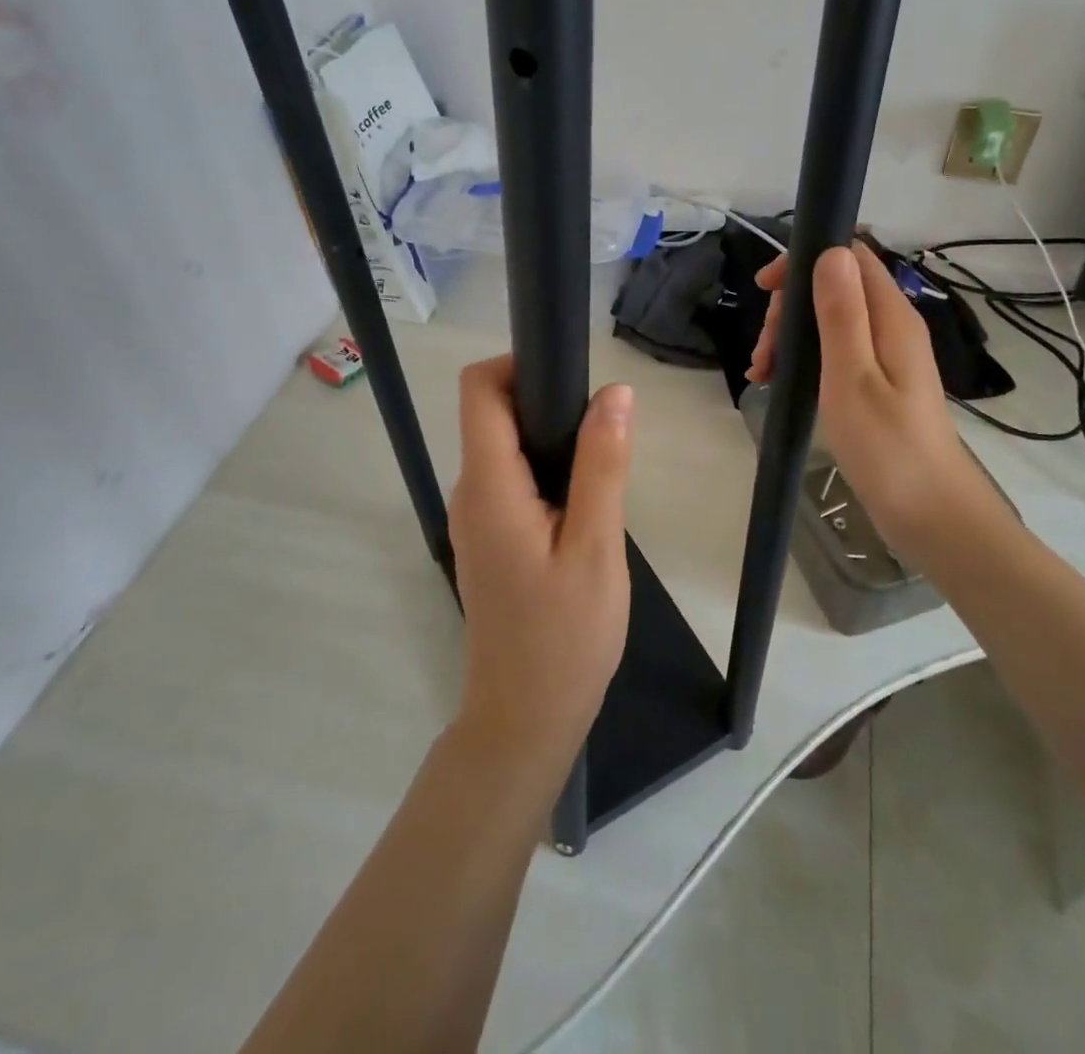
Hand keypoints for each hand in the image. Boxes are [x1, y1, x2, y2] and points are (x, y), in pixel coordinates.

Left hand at [447, 357, 632, 781]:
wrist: (526, 719)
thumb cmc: (565, 636)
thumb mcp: (596, 547)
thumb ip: (603, 465)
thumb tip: (615, 393)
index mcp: (488, 487)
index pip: (479, 391)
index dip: (518, 365)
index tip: (571, 376)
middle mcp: (470, 493)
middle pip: (492, 415)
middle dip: (545, 402)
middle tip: (605, 429)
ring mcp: (475, 519)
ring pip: (505, 448)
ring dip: (550, 440)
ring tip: (603, 465)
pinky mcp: (488, 539)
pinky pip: (511, 481)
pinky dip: (545, 471)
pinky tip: (584, 503)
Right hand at [746, 243, 1018, 564]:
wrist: (929, 513)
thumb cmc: (887, 447)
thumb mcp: (852, 377)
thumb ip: (842, 314)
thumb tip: (831, 252)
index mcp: (892, 317)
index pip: (851, 256)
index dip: (805, 260)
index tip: (765, 289)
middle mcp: (891, 327)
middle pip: (835, 288)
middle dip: (789, 309)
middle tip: (764, 352)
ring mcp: (885, 356)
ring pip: (829, 321)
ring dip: (790, 337)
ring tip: (762, 373)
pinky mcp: (876, 383)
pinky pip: (834, 352)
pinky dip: (802, 359)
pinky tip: (776, 383)